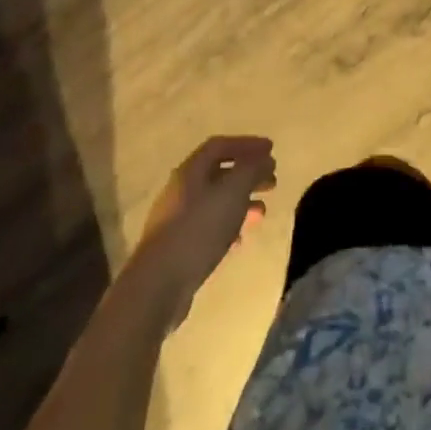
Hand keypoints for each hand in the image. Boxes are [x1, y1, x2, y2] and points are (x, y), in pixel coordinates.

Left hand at [134, 136, 276, 322]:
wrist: (158, 285)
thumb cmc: (199, 229)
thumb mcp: (233, 192)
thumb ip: (251, 170)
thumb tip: (265, 158)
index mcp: (191, 171)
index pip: (220, 145)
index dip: (247, 144)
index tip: (271, 150)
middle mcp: (181, 190)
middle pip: (219, 173)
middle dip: (248, 174)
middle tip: (272, 181)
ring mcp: (177, 220)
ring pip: (215, 202)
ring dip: (241, 202)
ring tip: (262, 213)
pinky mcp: (178, 247)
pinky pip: (208, 227)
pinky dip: (229, 226)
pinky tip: (240, 239)